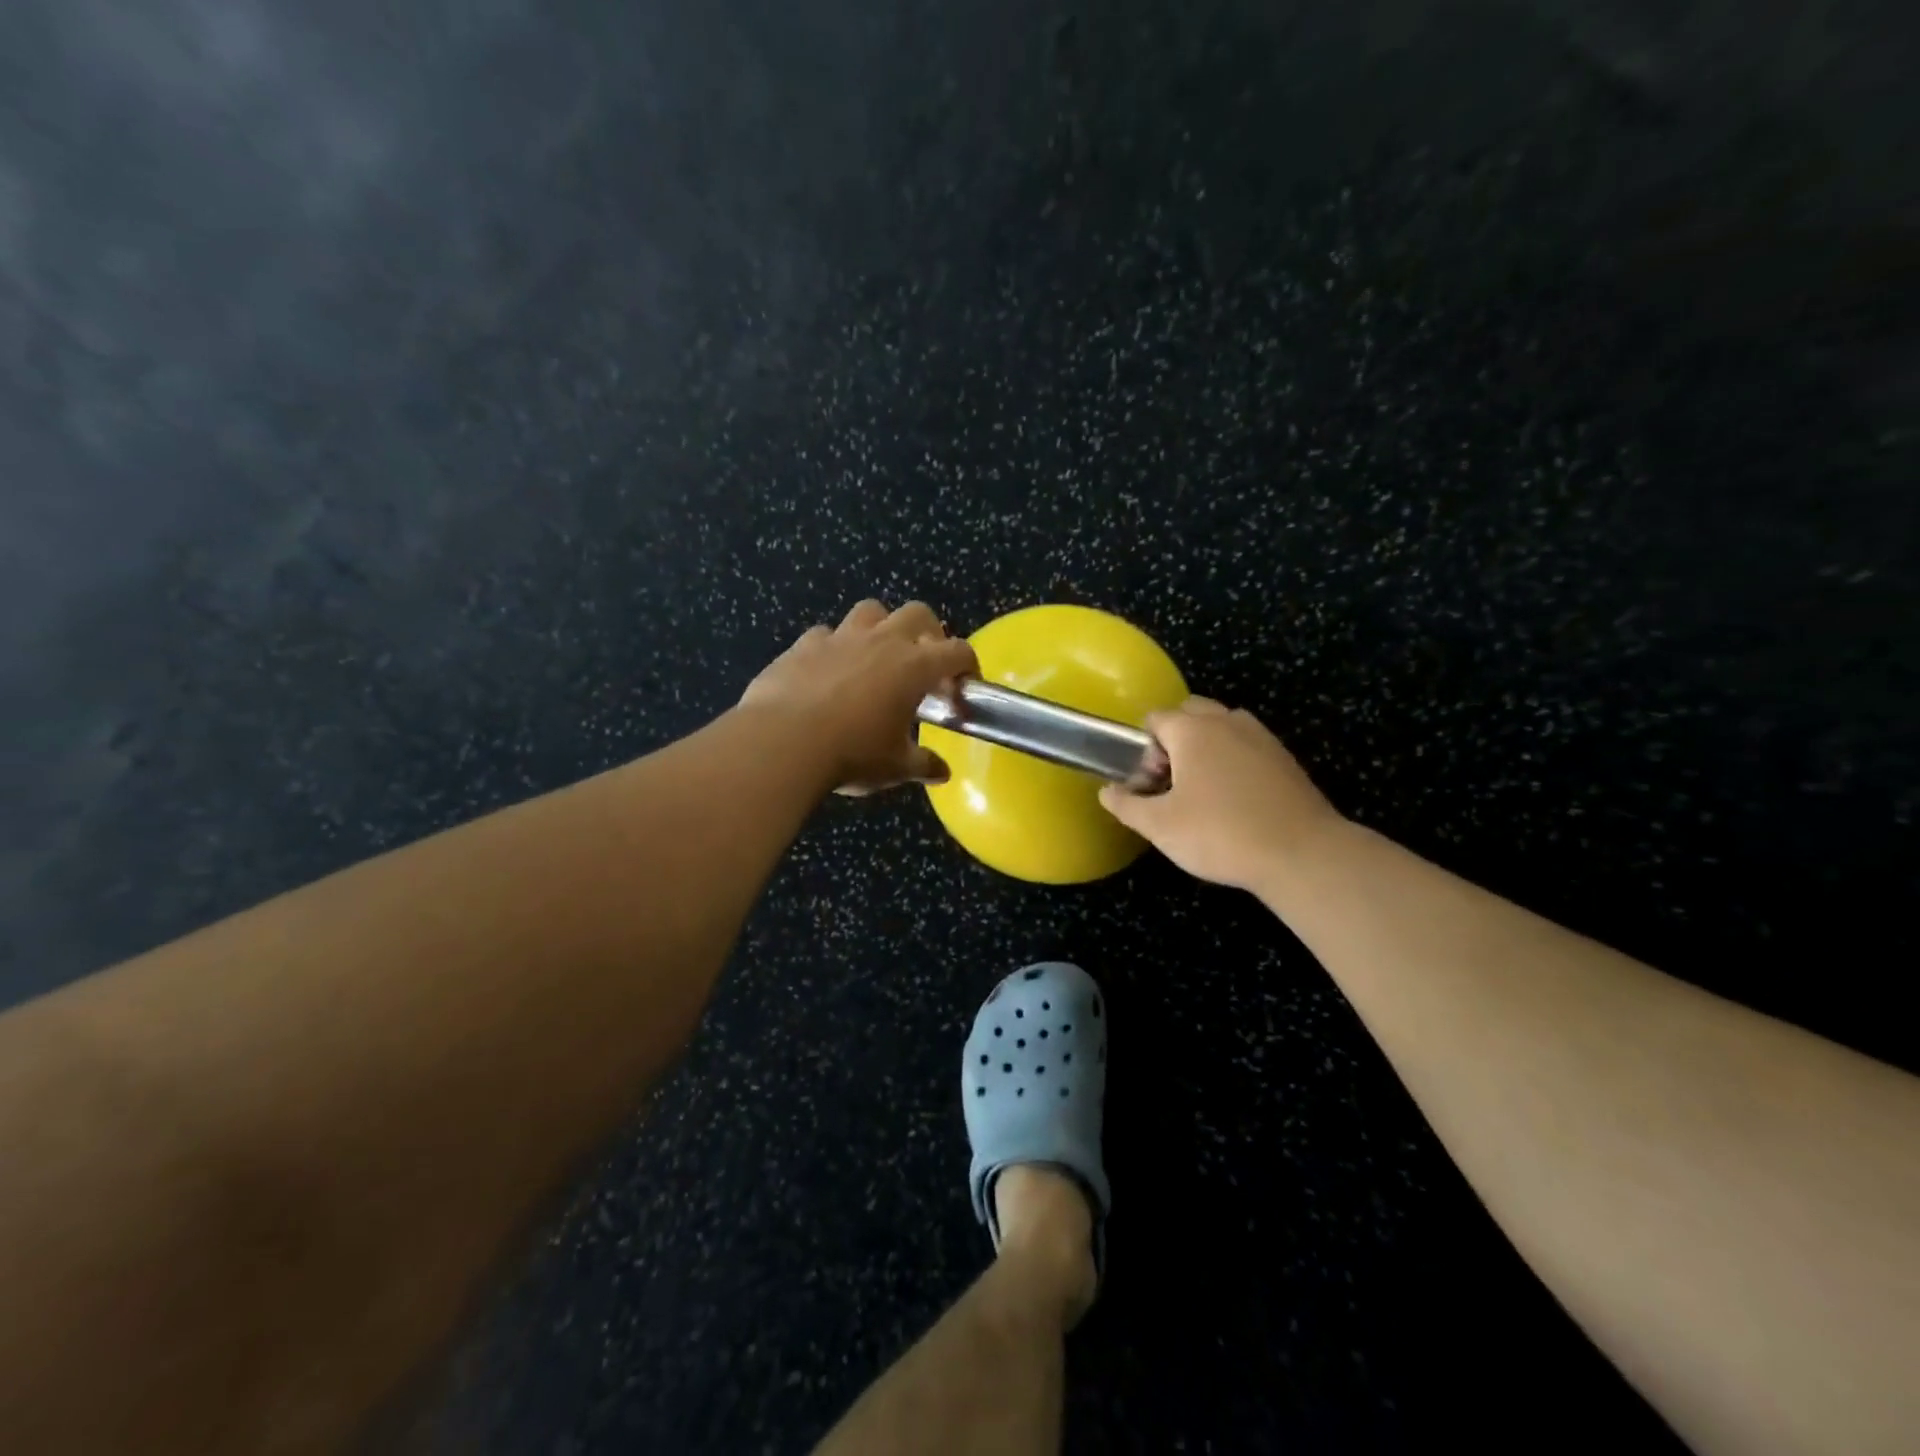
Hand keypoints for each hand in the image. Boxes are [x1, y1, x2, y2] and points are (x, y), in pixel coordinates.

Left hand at [740, 600, 977, 794]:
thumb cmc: (851, 754)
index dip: (968, 666)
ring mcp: (840, 638)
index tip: (964, 687)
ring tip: (876, 658)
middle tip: (925, 664)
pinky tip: (829, 672)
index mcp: (913, 666)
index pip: (957, 651)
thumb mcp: (895, 766)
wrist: (782, 742)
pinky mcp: (803, 645)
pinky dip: (834, 648)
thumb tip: (942, 772)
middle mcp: (881, 641)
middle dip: (929, 633)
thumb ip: (923, 764)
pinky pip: (826, 635)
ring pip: (870, 611)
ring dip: (881, 628)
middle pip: (918, 614)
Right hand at [1098, 698, 1341, 889]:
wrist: (1300, 854)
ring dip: (1206, 746)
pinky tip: (1236, 799)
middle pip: (1190, 713)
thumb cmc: (1220, 834)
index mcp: (1192, 730)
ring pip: (1222, 725)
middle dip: (1174, 739)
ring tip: (1203, 789)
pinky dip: (1234, 759)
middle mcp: (1227, 721)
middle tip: (1173, 782)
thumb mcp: (1160, 827)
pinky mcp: (1284, 757)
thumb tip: (1106, 791)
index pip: (1155, 719)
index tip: (1150, 785)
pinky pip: (1247, 744)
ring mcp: (1261, 736)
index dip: (1143, 750)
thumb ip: (1126, 805)